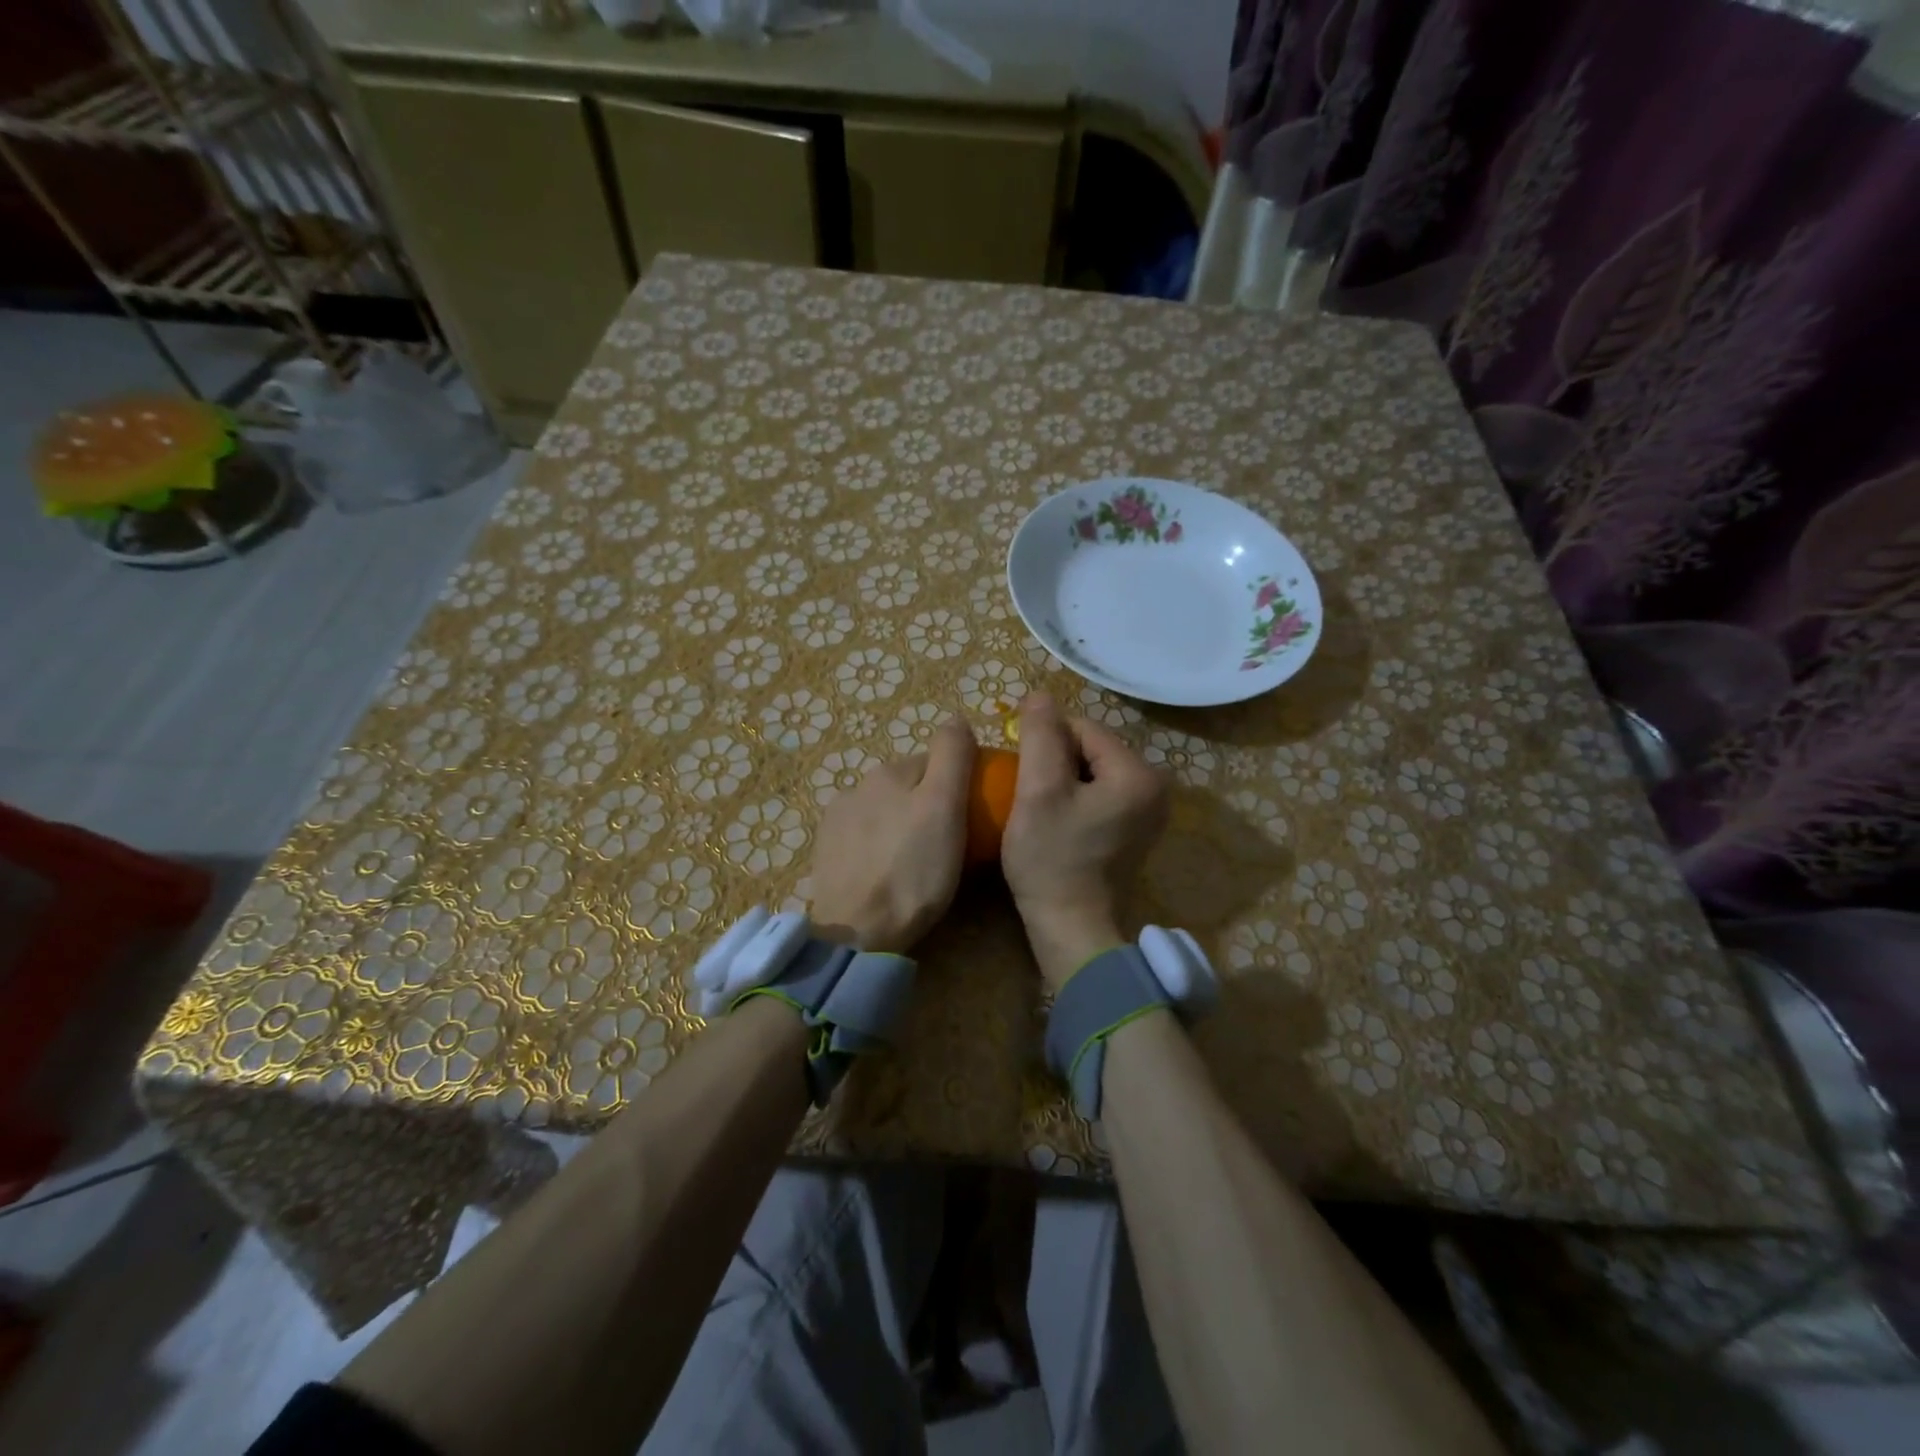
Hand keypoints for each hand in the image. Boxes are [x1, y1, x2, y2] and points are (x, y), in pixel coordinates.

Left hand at [807, 722, 976, 954]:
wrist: (857, 932)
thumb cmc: (914, 871)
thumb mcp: (945, 807)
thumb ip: (952, 755)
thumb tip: (956, 718)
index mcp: (890, 771)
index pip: (936, 762)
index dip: (958, 786)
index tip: (970, 818)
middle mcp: (858, 784)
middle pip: (909, 786)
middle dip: (927, 805)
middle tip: (948, 845)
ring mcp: (836, 818)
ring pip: (885, 810)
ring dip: (901, 824)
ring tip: (916, 863)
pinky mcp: (825, 850)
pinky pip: (863, 836)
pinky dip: (878, 845)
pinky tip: (886, 872)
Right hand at [1001, 693, 1168, 992]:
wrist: (1071, 929)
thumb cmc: (1052, 859)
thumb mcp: (1038, 791)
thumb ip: (1040, 736)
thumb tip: (1040, 695)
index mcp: (1137, 774)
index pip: (1082, 728)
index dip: (1044, 741)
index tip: (1019, 772)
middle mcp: (1154, 788)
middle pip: (1090, 749)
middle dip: (1054, 761)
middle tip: (1026, 792)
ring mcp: (1147, 812)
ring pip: (1092, 772)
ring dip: (1061, 780)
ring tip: (1036, 807)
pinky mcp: (1134, 831)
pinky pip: (1099, 795)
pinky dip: (1074, 799)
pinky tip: (1054, 821)